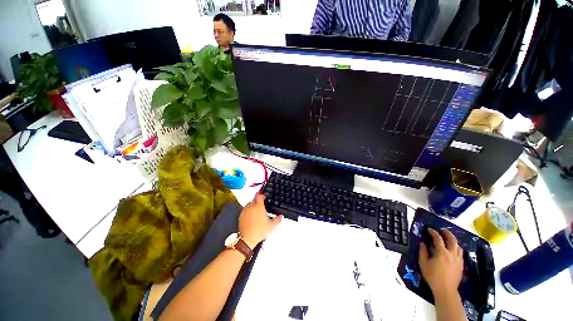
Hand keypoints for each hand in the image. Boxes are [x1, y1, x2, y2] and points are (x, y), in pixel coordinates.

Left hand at [239, 194, 281, 248]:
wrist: (247, 239)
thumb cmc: (258, 232)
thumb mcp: (271, 226)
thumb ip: (278, 220)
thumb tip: (281, 216)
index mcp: (259, 207)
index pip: (260, 196)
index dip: (263, 195)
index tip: (265, 196)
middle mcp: (251, 207)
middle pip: (254, 198)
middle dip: (258, 199)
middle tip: (262, 201)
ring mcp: (245, 211)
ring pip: (249, 203)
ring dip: (253, 203)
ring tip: (257, 208)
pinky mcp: (241, 215)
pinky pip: (245, 208)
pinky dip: (249, 209)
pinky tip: (252, 214)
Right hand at [419, 228, 463, 298]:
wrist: (446, 290)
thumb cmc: (432, 276)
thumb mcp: (423, 263)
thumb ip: (422, 252)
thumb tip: (422, 243)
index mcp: (441, 253)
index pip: (438, 238)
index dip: (433, 232)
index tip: (429, 229)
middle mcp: (452, 254)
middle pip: (452, 240)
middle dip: (447, 233)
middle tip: (442, 230)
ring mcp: (458, 259)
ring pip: (458, 246)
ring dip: (453, 241)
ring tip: (448, 240)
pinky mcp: (461, 265)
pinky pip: (460, 253)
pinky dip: (456, 248)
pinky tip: (452, 250)